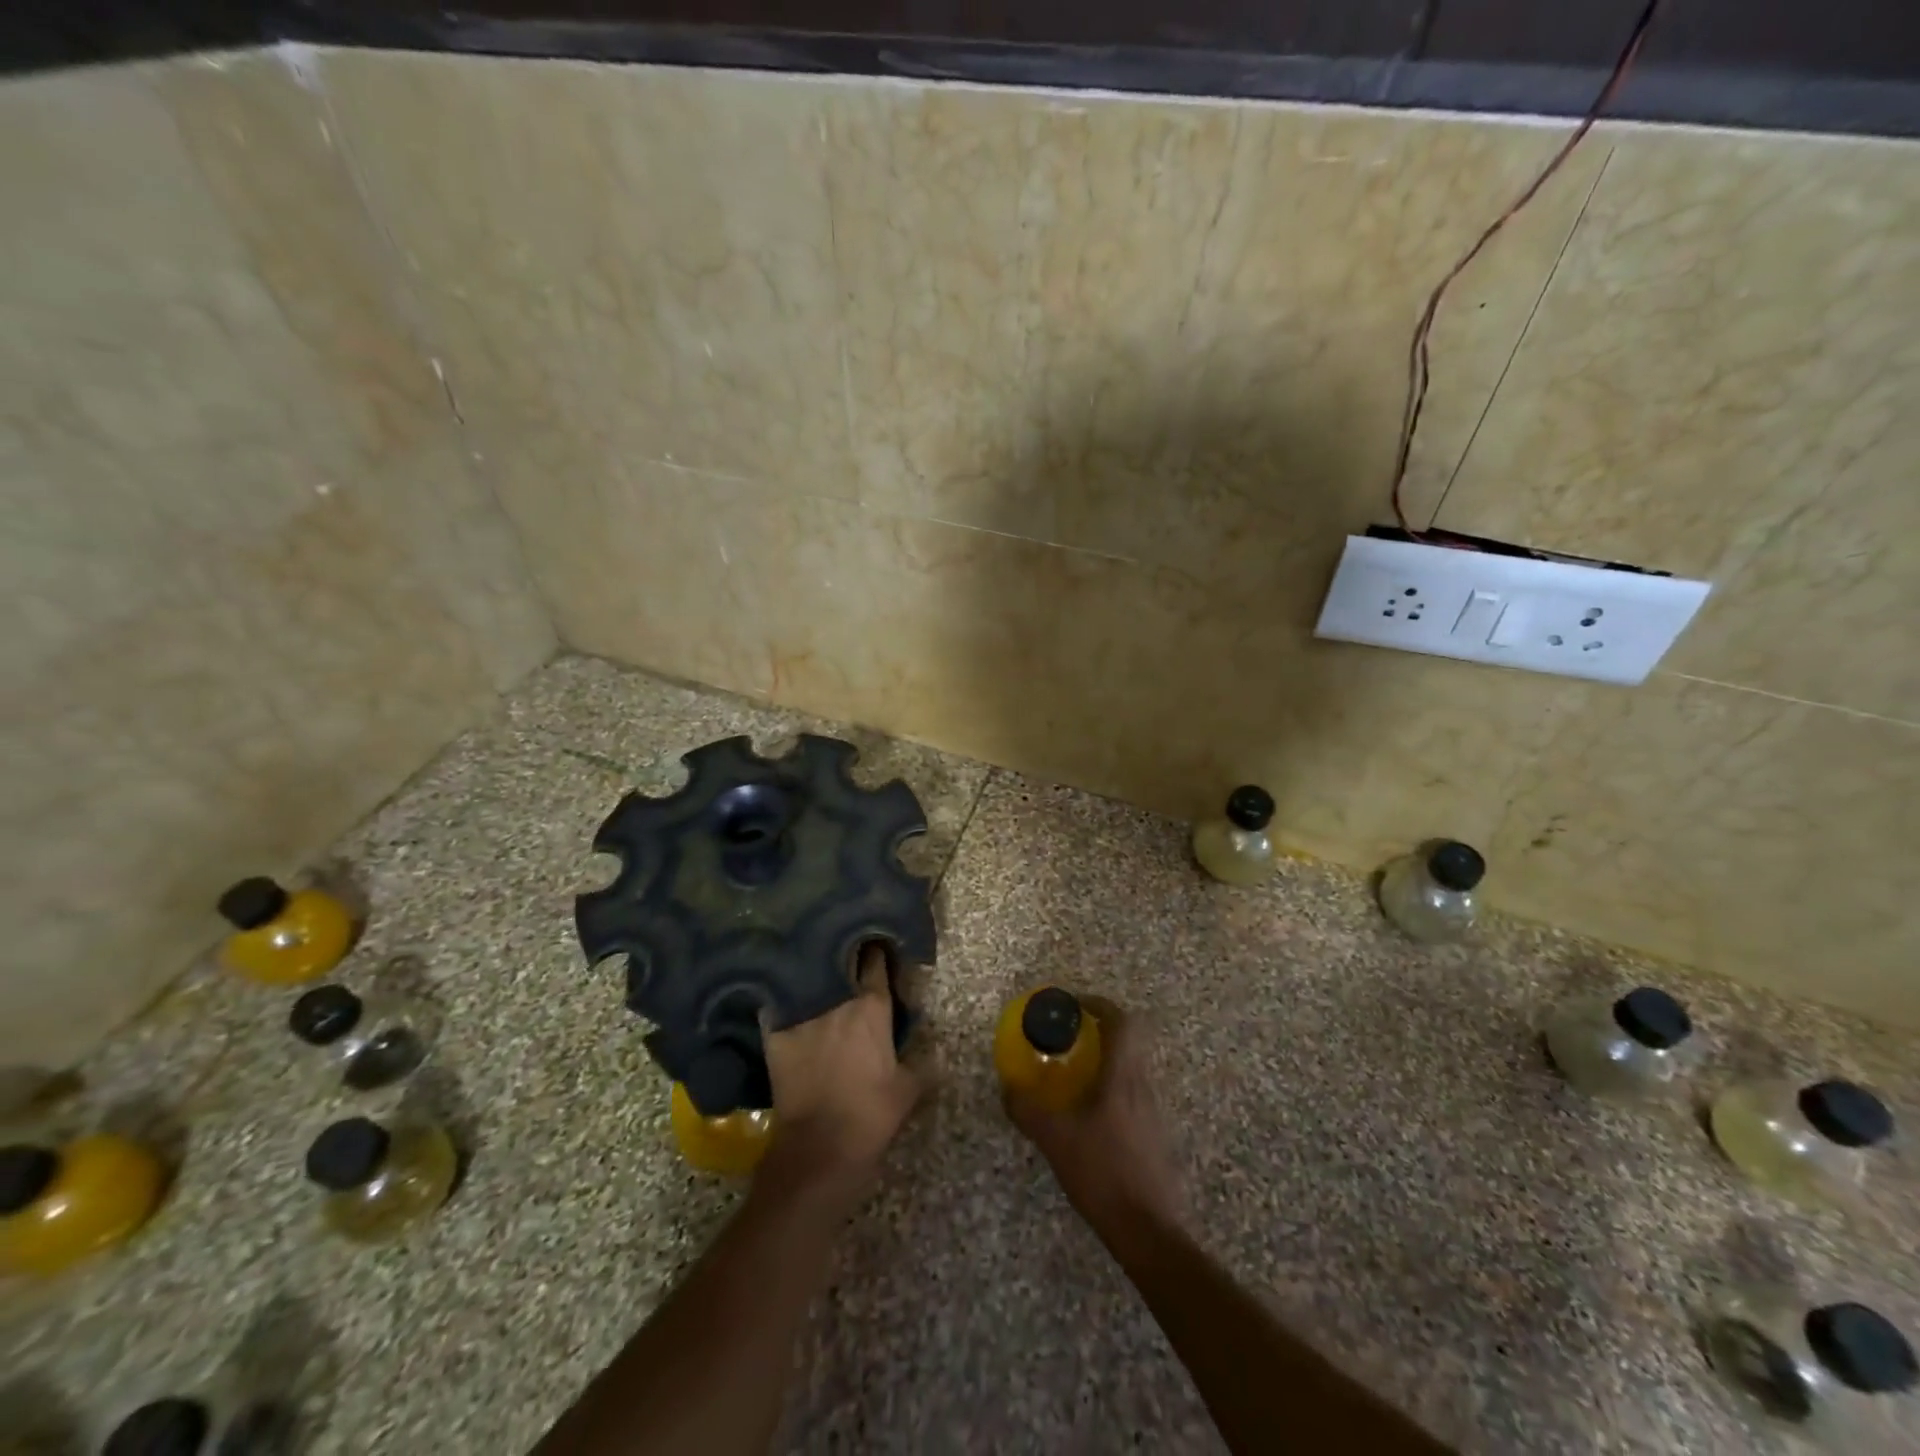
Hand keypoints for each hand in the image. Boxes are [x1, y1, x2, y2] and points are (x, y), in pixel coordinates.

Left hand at [757, 942, 920, 1210]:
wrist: (819, 1148)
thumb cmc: (871, 1115)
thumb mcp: (908, 1090)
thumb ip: (923, 1063)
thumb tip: (937, 1050)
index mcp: (872, 1006)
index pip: (875, 961)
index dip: (877, 951)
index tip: (878, 946)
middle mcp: (836, 999)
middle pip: (840, 962)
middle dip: (844, 956)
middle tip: (847, 957)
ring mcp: (802, 1013)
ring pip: (808, 979)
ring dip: (814, 975)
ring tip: (815, 970)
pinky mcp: (775, 1032)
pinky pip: (776, 1003)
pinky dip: (780, 998)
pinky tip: (779, 994)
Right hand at [1004, 998, 1186, 1238]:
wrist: (1149, 1232)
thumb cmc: (1103, 1174)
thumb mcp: (1055, 1140)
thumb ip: (1028, 1110)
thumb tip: (1007, 1087)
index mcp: (1122, 1077)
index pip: (1121, 1021)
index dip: (1098, 1004)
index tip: (1073, 1004)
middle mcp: (1143, 1085)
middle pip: (1128, 1041)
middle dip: (1098, 1031)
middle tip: (1068, 1038)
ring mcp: (1153, 1111)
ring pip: (1131, 1068)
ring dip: (1104, 1061)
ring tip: (1073, 1076)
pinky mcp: (1156, 1135)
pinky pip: (1132, 1094)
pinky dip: (1111, 1088)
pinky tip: (1089, 1116)